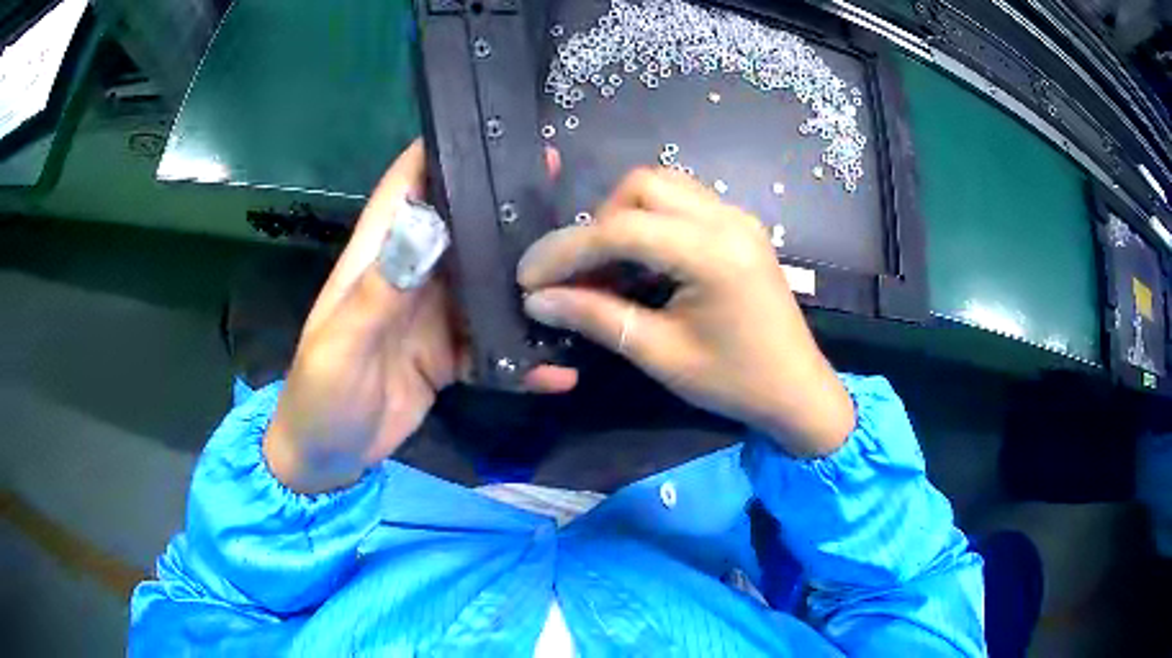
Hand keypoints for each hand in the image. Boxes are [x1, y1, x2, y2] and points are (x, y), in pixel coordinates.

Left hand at [263, 141, 567, 493]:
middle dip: (506, 205)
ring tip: (581, 268)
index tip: (495, 128)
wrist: (326, 458)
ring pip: (486, 280)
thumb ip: (379, 290)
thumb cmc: (320, 397)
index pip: (408, 185)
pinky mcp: (451, 355)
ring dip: (525, 276)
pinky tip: (561, 368)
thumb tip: (429, 225)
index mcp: (377, 257)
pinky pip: (494, 344)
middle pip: (462, 225)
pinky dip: (524, 355)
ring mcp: (434, 316)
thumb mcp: (340, 345)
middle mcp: (411, 275)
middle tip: (565, 187)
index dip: (444, 149)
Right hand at [518, 168, 854, 456]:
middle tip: (581, 273)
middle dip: (597, 223)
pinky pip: (683, 201)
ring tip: (608, 265)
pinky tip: (643, 261)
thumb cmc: (734, 382)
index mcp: (712, 253)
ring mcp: (737, 216)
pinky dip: (651, 220)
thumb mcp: (661, 354)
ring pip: (662, 185)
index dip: (566, 250)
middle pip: (641, 185)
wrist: (798, 390)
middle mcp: (726, 218)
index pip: (620, 228)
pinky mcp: (740, 226)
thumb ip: (597, 318)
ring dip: (623, 215)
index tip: (529, 278)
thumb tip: (538, 300)